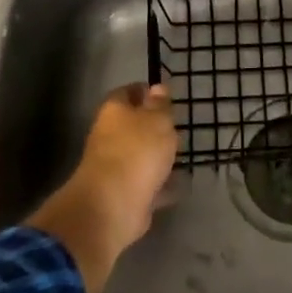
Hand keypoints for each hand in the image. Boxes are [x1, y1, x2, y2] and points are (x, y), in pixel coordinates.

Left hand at [27, 84, 177, 292]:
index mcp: (114, 112)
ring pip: (140, 155)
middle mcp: (110, 137)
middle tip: (176, 126)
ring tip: (181, 154)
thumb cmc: (137, 151)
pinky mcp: (124, 193)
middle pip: (133, 125)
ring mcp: (115, 167)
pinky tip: (181, 183)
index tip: (164, 94)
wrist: (113, 205)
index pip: (127, 92)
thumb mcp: (157, 120)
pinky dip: (162, 183)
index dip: (145, 91)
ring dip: (157, 156)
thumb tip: (157, 88)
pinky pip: (147, 183)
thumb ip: (160, 105)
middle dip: (153, 126)